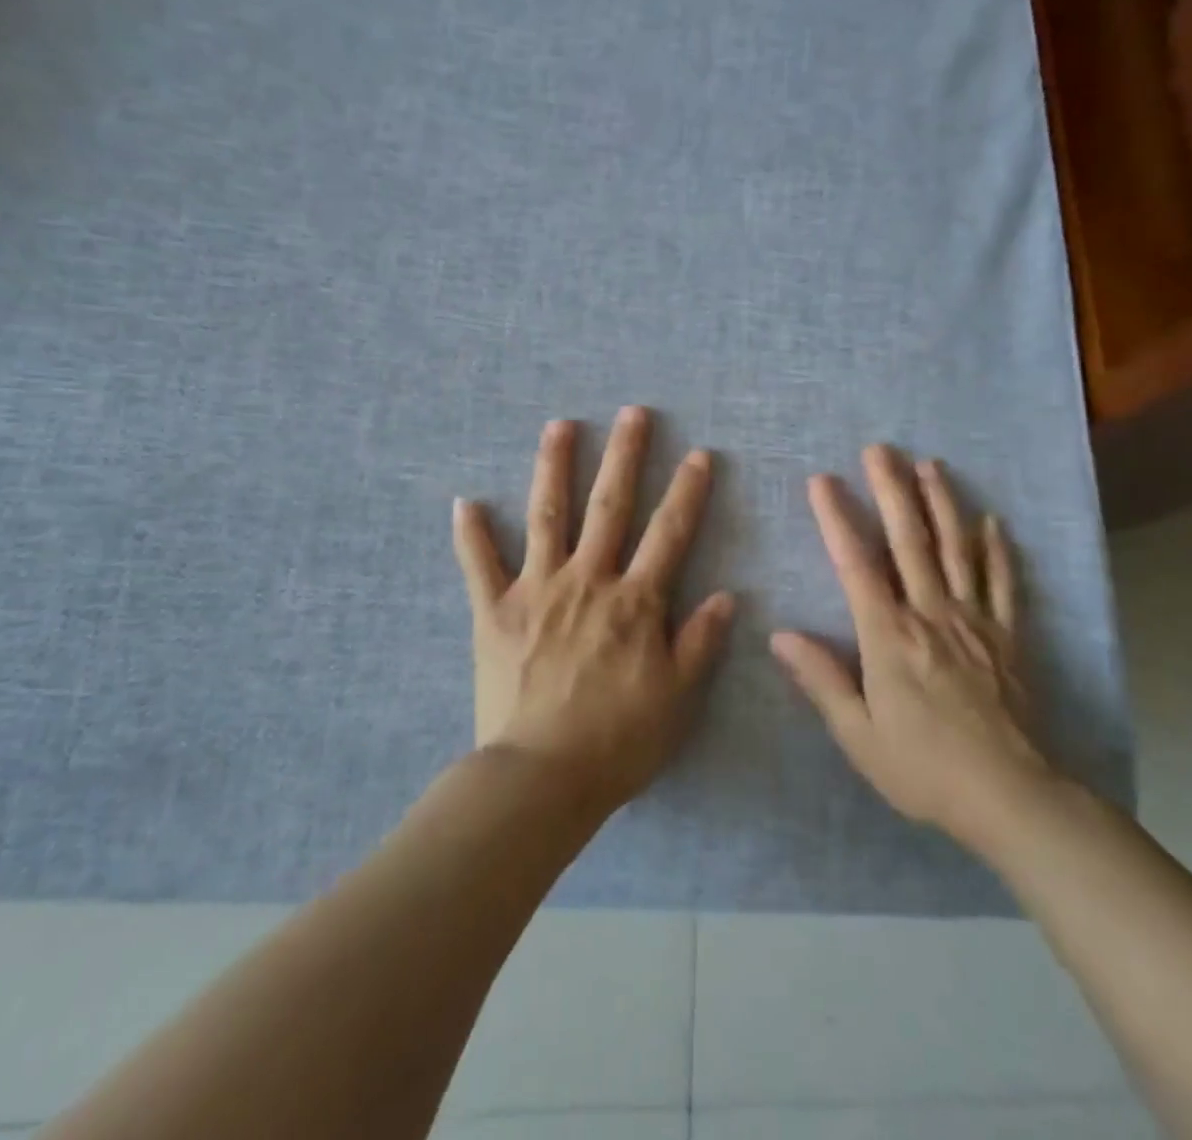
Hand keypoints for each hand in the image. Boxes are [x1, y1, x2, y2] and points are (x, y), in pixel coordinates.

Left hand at [452, 406, 735, 809]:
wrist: (541, 778)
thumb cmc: (617, 741)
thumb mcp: (676, 697)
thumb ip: (700, 641)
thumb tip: (725, 594)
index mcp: (634, 601)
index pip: (668, 534)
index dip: (687, 492)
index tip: (698, 454)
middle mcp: (587, 581)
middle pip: (609, 507)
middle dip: (624, 456)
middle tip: (632, 413)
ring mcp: (536, 590)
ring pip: (547, 516)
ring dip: (553, 467)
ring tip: (559, 425)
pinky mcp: (494, 611)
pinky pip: (479, 566)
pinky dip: (471, 534)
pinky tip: (465, 501)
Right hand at [771, 446, 1054, 855]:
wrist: (1010, 797)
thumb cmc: (923, 768)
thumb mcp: (858, 735)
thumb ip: (821, 680)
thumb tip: (780, 636)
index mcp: (889, 636)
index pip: (856, 564)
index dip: (836, 518)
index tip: (822, 480)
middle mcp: (931, 614)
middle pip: (909, 541)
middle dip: (892, 490)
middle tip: (880, 449)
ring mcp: (974, 621)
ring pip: (956, 550)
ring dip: (942, 503)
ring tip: (930, 465)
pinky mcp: (1007, 637)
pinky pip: (1003, 583)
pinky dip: (996, 550)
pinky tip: (992, 522)